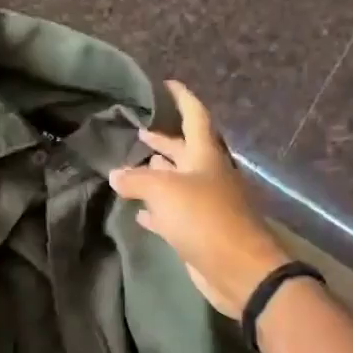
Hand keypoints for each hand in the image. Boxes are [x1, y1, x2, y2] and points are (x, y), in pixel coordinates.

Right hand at [108, 82, 287, 318]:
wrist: (237, 269)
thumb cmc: (204, 218)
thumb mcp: (163, 191)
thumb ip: (136, 179)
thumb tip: (115, 174)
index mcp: (205, 156)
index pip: (195, 117)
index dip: (182, 98)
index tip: (168, 84)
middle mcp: (207, 175)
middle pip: (183, 151)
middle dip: (163, 141)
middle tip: (140, 133)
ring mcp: (205, 204)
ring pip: (177, 182)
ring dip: (157, 174)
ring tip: (133, 167)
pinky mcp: (199, 231)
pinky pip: (173, 214)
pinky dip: (156, 210)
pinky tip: (140, 211)